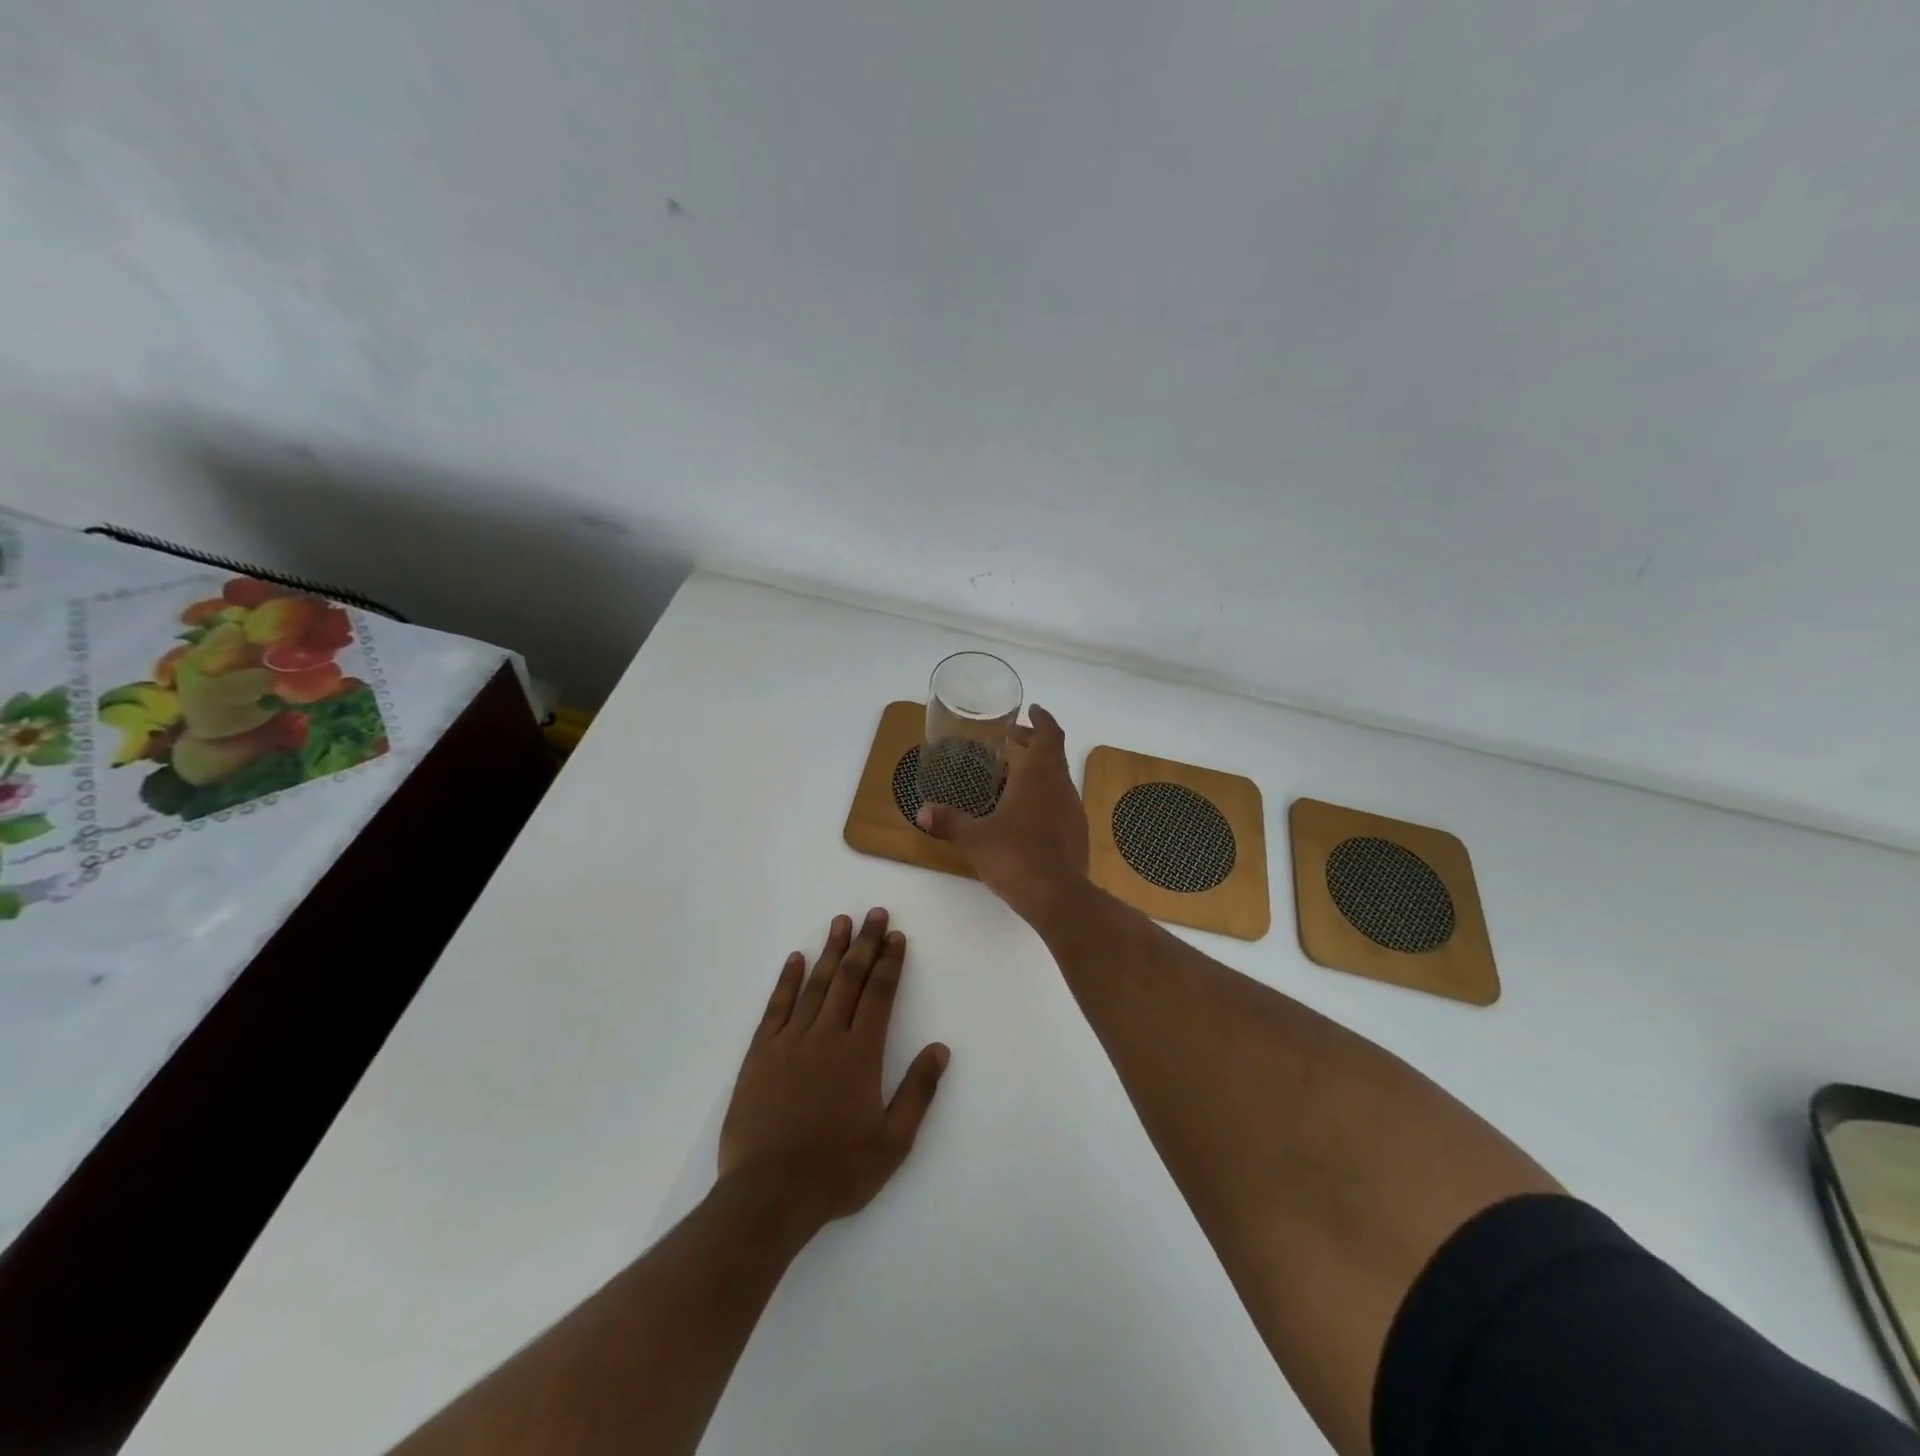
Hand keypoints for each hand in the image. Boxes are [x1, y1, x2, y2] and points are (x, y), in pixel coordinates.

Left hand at [717, 909, 948, 1246]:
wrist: (768, 1196)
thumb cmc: (837, 1172)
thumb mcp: (892, 1143)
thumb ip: (918, 1092)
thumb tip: (940, 1049)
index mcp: (860, 1054)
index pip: (880, 995)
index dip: (890, 963)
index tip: (896, 936)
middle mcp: (826, 1036)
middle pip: (849, 979)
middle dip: (865, 944)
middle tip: (875, 913)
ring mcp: (790, 1042)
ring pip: (815, 984)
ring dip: (831, 951)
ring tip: (841, 922)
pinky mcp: (760, 1054)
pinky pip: (776, 1007)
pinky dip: (787, 980)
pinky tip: (796, 958)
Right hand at [917, 705, 1089, 924]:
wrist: (1058, 897)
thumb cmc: (1015, 856)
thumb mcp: (975, 838)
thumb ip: (949, 822)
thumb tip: (921, 812)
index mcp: (1040, 776)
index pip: (1049, 734)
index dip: (1042, 719)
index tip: (1032, 710)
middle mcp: (1061, 787)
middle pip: (1053, 754)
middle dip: (1034, 742)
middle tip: (1011, 739)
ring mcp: (1073, 811)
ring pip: (1058, 779)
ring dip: (1039, 771)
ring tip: (1012, 776)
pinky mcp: (1077, 834)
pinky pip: (1060, 803)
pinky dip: (1045, 796)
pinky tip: (1025, 814)